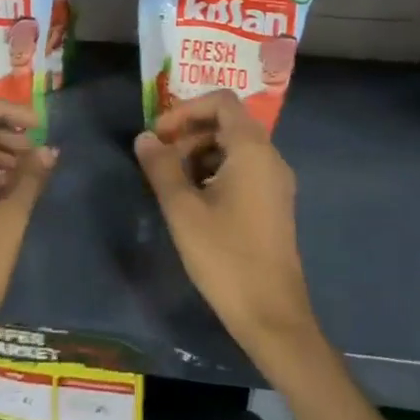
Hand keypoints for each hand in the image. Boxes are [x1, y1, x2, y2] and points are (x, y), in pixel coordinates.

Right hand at [135, 92, 319, 366]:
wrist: (272, 317)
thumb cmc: (226, 257)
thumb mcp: (183, 209)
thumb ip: (161, 167)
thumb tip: (144, 138)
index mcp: (252, 150)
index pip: (221, 102)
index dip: (186, 109)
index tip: (159, 134)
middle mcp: (270, 158)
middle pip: (227, 123)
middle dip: (189, 132)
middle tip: (159, 160)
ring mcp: (275, 182)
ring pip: (233, 147)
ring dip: (198, 153)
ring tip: (171, 182)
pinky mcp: (273, 204)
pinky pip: (242, 169)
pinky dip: (214, 171)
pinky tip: (193, 201)